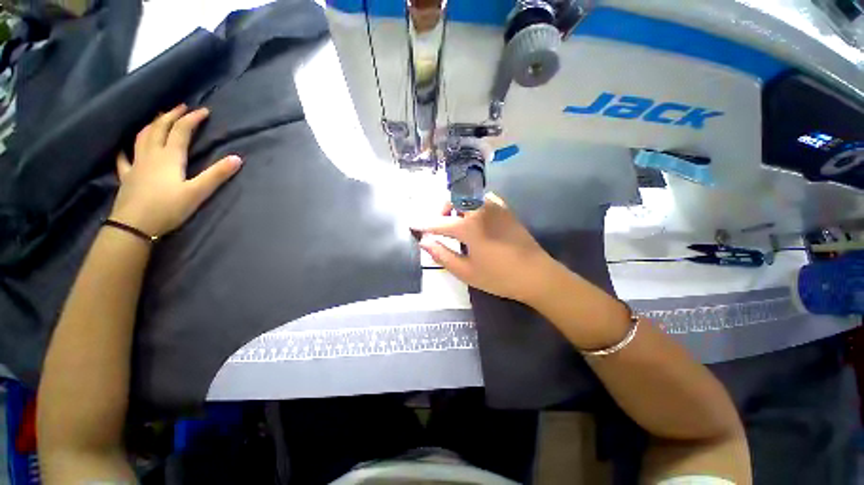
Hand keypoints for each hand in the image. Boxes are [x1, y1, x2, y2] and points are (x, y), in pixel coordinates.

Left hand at [110, 105, 242, 236]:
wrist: (134, 226)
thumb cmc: (168, 208)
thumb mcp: (198, 192)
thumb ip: (217, 175)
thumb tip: (237, 159)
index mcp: (169, 157)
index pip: (181, 131)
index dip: (193, 119)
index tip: (204, 110)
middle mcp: (151, 154)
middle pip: (159, 128)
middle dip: (172, 115)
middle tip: (182, 107)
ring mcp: (136, 164)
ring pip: (142, 137)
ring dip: (152, 124)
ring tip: (159, 118)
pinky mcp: (127, 176)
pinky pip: (123, 158)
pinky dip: (125, 149)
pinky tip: (124, 147)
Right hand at [411, 193, 561, 303]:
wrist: (537, 275)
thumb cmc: (499, 277)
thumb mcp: (466, 271)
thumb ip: (442, 255)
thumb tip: (424, 242)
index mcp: (469, 227)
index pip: (439, 223)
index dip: (423, 224)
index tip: (412, 224)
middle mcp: (480, 210)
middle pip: (453, 199)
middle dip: (441, 210)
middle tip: (438, 226)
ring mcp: (495, 207)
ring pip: (468, 196)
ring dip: (456, 205)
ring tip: (456, 223)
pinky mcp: (505, 209)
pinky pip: (483, 199)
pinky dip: (473, 204)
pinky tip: (475, 218)